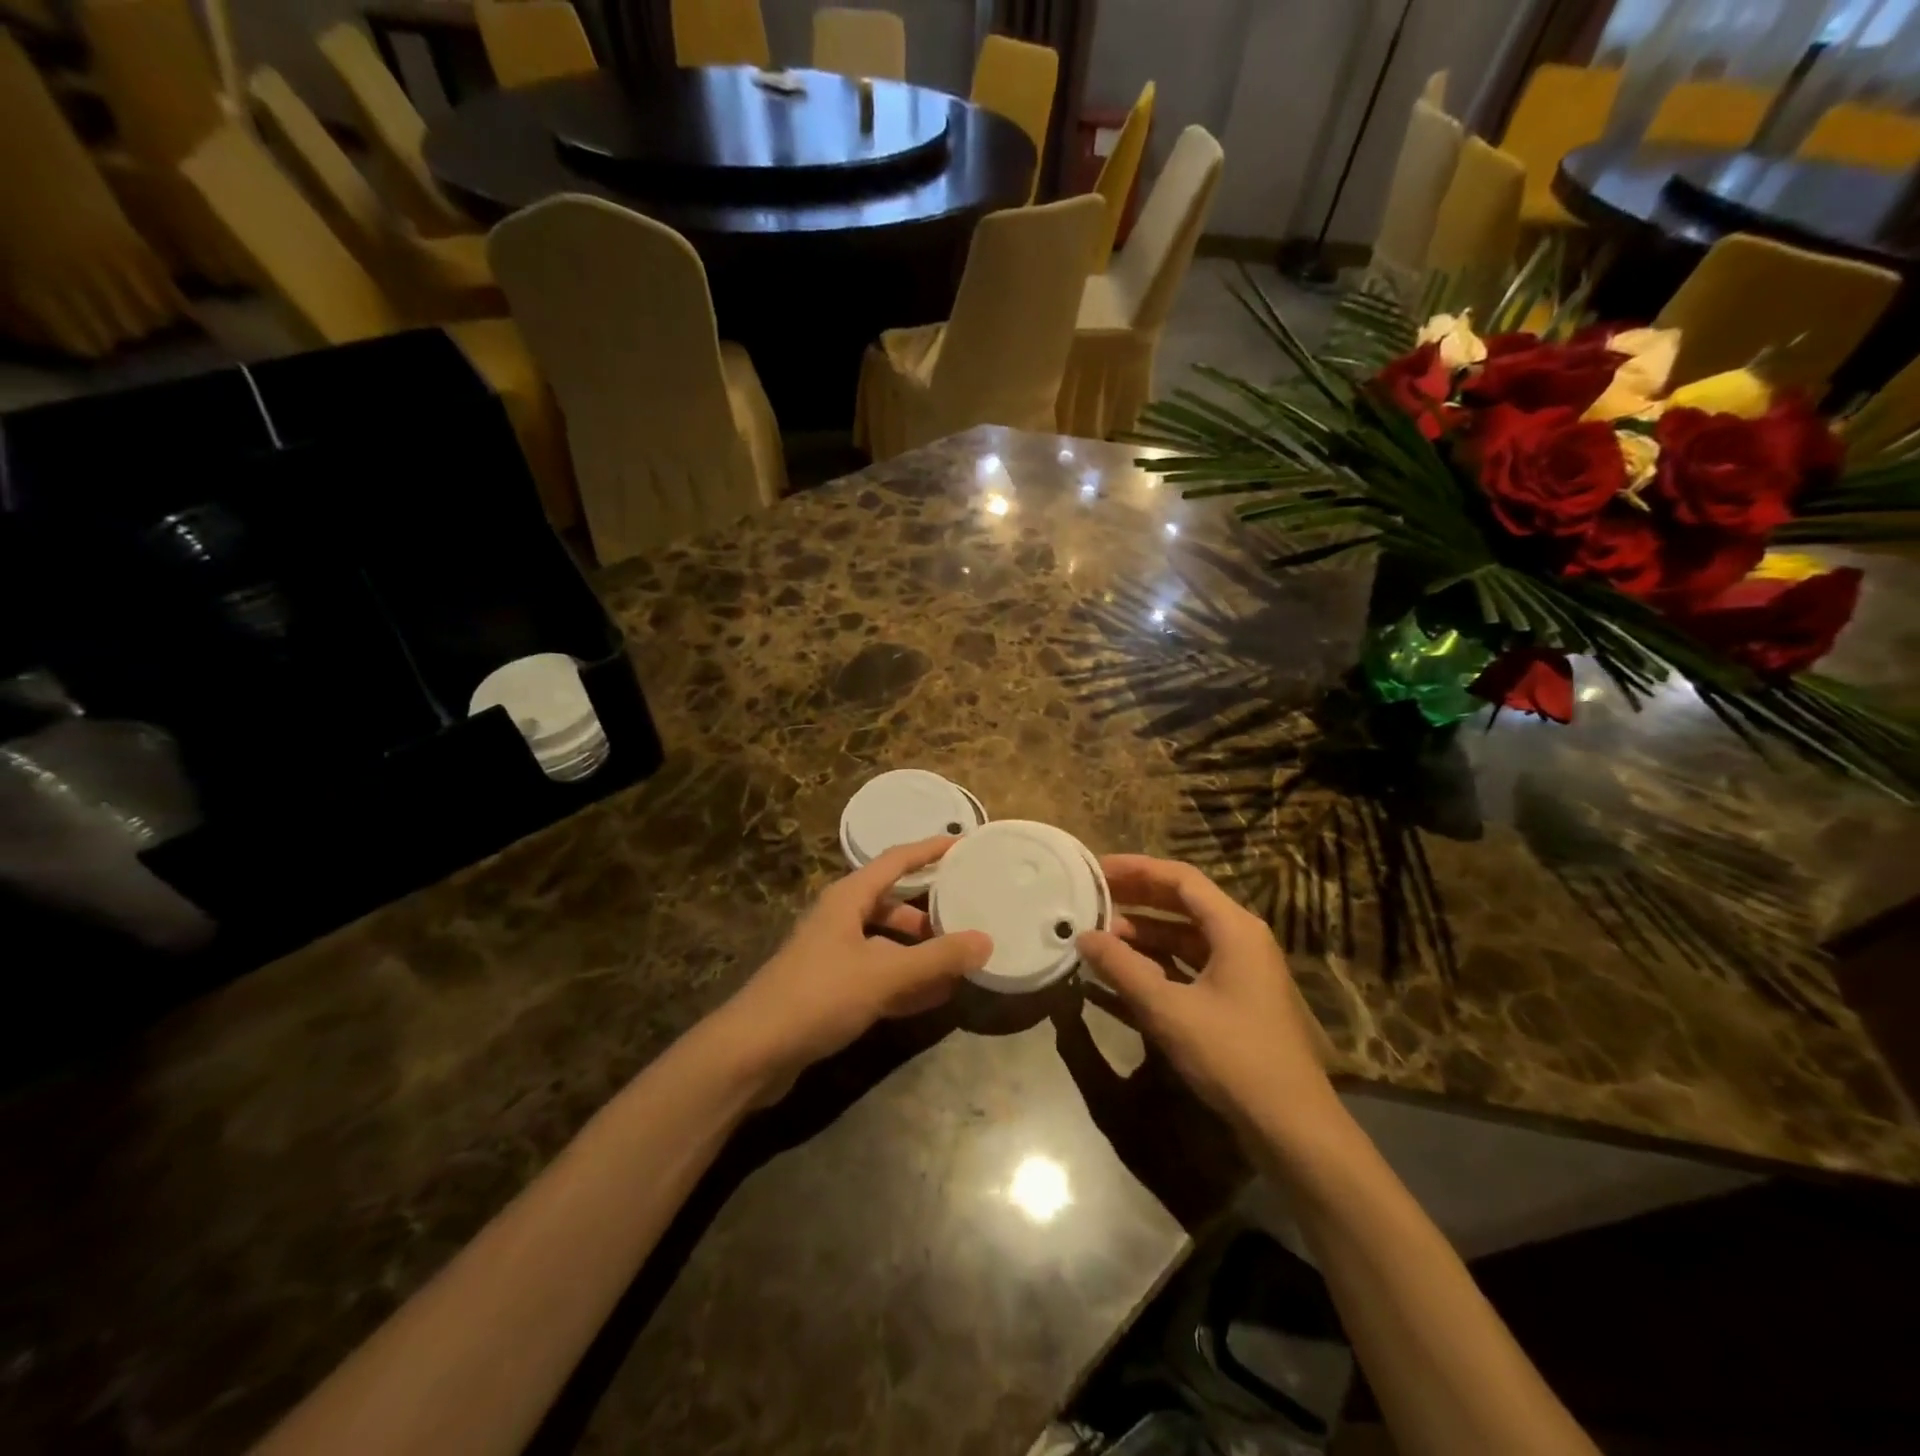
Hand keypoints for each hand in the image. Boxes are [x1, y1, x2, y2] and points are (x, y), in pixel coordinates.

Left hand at [718, 838, 992, 1093]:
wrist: (752, 1052)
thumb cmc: (818, 996)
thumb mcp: (883, 974)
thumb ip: (936, 958)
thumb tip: (986, 940)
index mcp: (848, 898)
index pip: (896, 860)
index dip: (929, 850)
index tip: (963, 844)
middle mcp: (840, 918)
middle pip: (892, 903)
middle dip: (928, 912)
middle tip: (967, 915)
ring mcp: (833, 955)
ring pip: (886, 943)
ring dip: (919, 952)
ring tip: (958, 963)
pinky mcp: (829, 989)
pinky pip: (877, 975)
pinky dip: (904, 982)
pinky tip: (932, 998)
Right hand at [1077, 856, 1335, 1134]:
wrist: (1292, 1126)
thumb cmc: (1233, 1056)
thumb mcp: (1169, 1010)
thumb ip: (1122, 969)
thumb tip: (1082, 936)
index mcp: (1234, 928)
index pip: (1180, 879)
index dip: (1137, 869)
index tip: (1097, 869)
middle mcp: (1241, 939)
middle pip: (1183, 903)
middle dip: (1137, 898)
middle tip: (1093, 896)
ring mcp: (1241, 969)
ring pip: (1184, 935)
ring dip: (1144, 932)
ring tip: (1100, 935)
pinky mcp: (1236, 997)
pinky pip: (1190, 963)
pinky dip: (1158, 961)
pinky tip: (1125, 970)